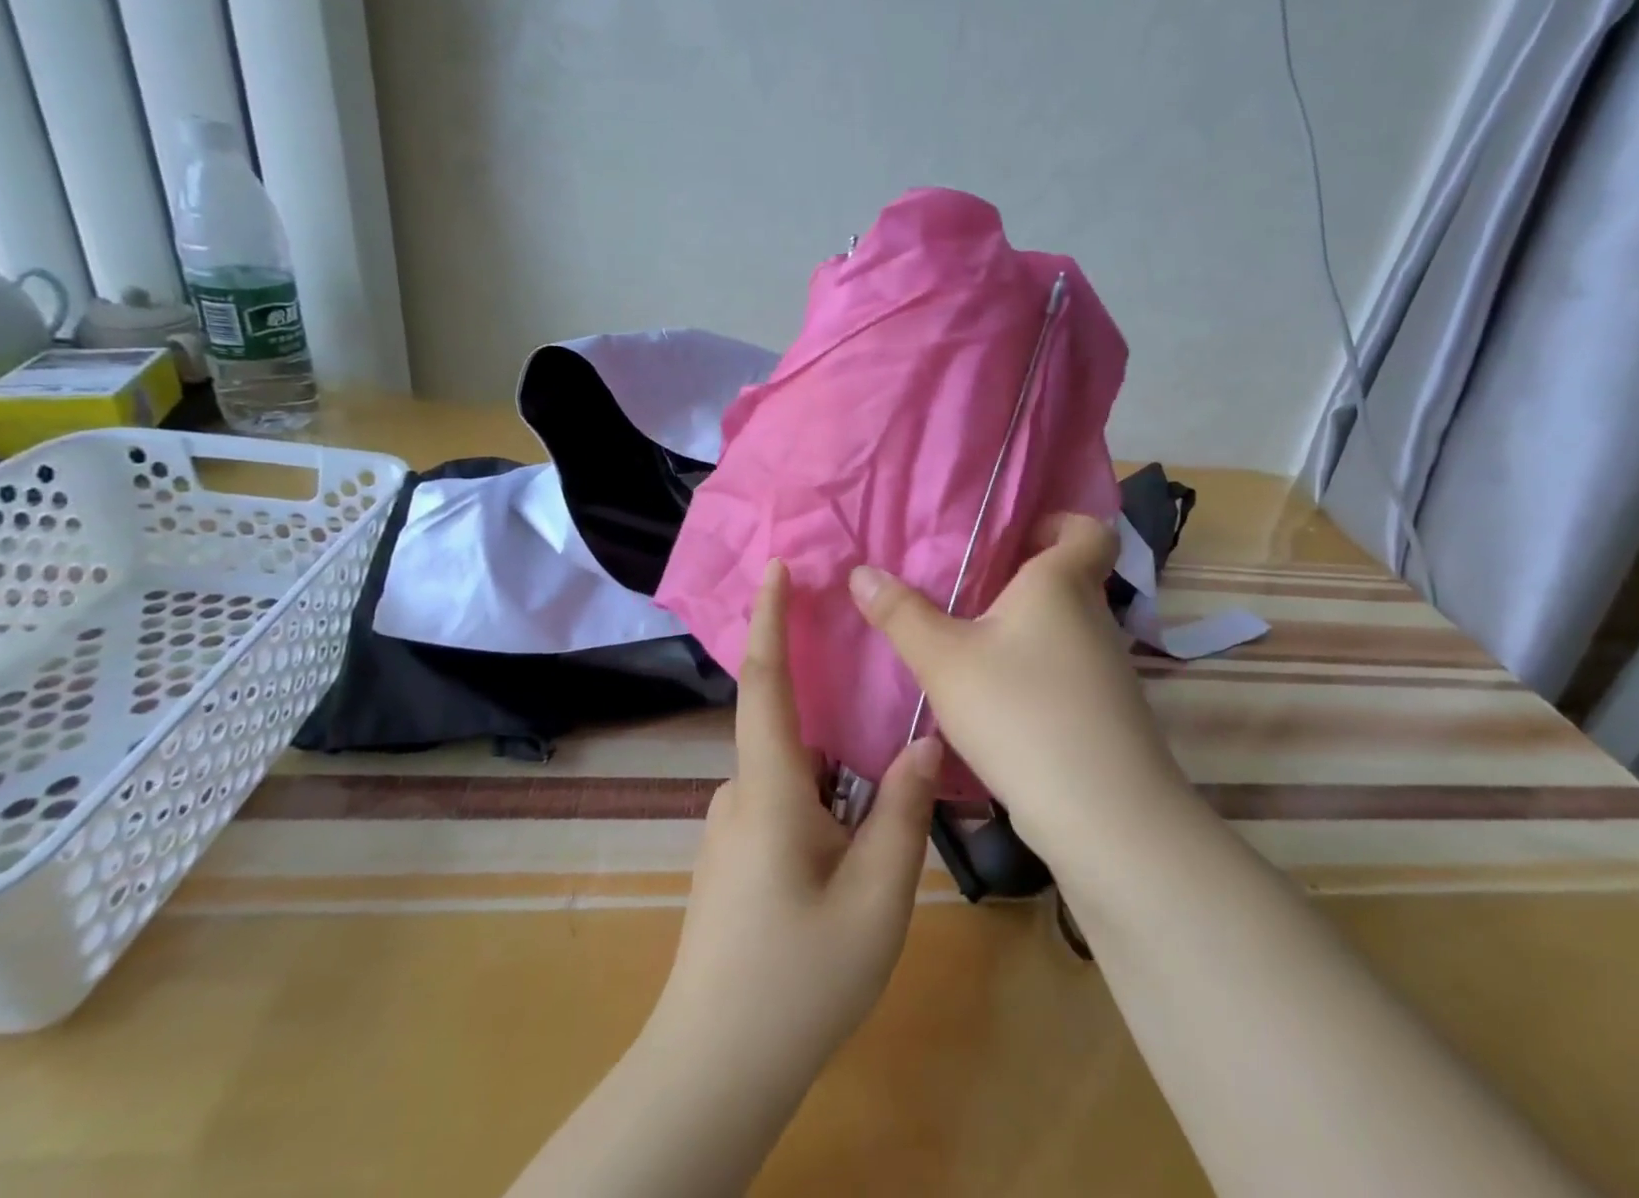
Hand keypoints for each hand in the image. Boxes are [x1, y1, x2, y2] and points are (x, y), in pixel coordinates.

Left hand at [655, 559, 941, 1079]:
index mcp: (770, 790)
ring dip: (834, 771)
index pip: (764, 683)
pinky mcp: (734, 857)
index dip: (769, 619)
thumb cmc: (798, 978)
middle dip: (829, 705)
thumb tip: (924, 742)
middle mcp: (740, 795)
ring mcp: (732, 828)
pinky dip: (821, 800)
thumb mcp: (875, 897)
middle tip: (881, 708)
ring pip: (794, 773)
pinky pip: (784, 802)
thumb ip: (902, 812)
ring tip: (880, 806)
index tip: (777, 567)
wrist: (713, 1071)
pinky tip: (852, 847)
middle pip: (789, 728)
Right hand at [848, 514, 1184, 865]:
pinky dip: (1033, 670)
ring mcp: (1106, 667)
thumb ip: (900, 614)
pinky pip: (1065, 668)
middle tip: (962, 589)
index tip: (1013, 538)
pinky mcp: (1104, 711)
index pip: (1090, 529)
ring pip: (1062, 627)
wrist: (1103, 814)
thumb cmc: (1021, 711)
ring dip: (1022, 629)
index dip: (1059, 523)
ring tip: (967, 642)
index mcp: (1062, 583)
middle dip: (1018, 579)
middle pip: (1066, 578)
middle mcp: (1093, 616)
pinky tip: (994, 697)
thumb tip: (860, 572)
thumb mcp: (944, 660)